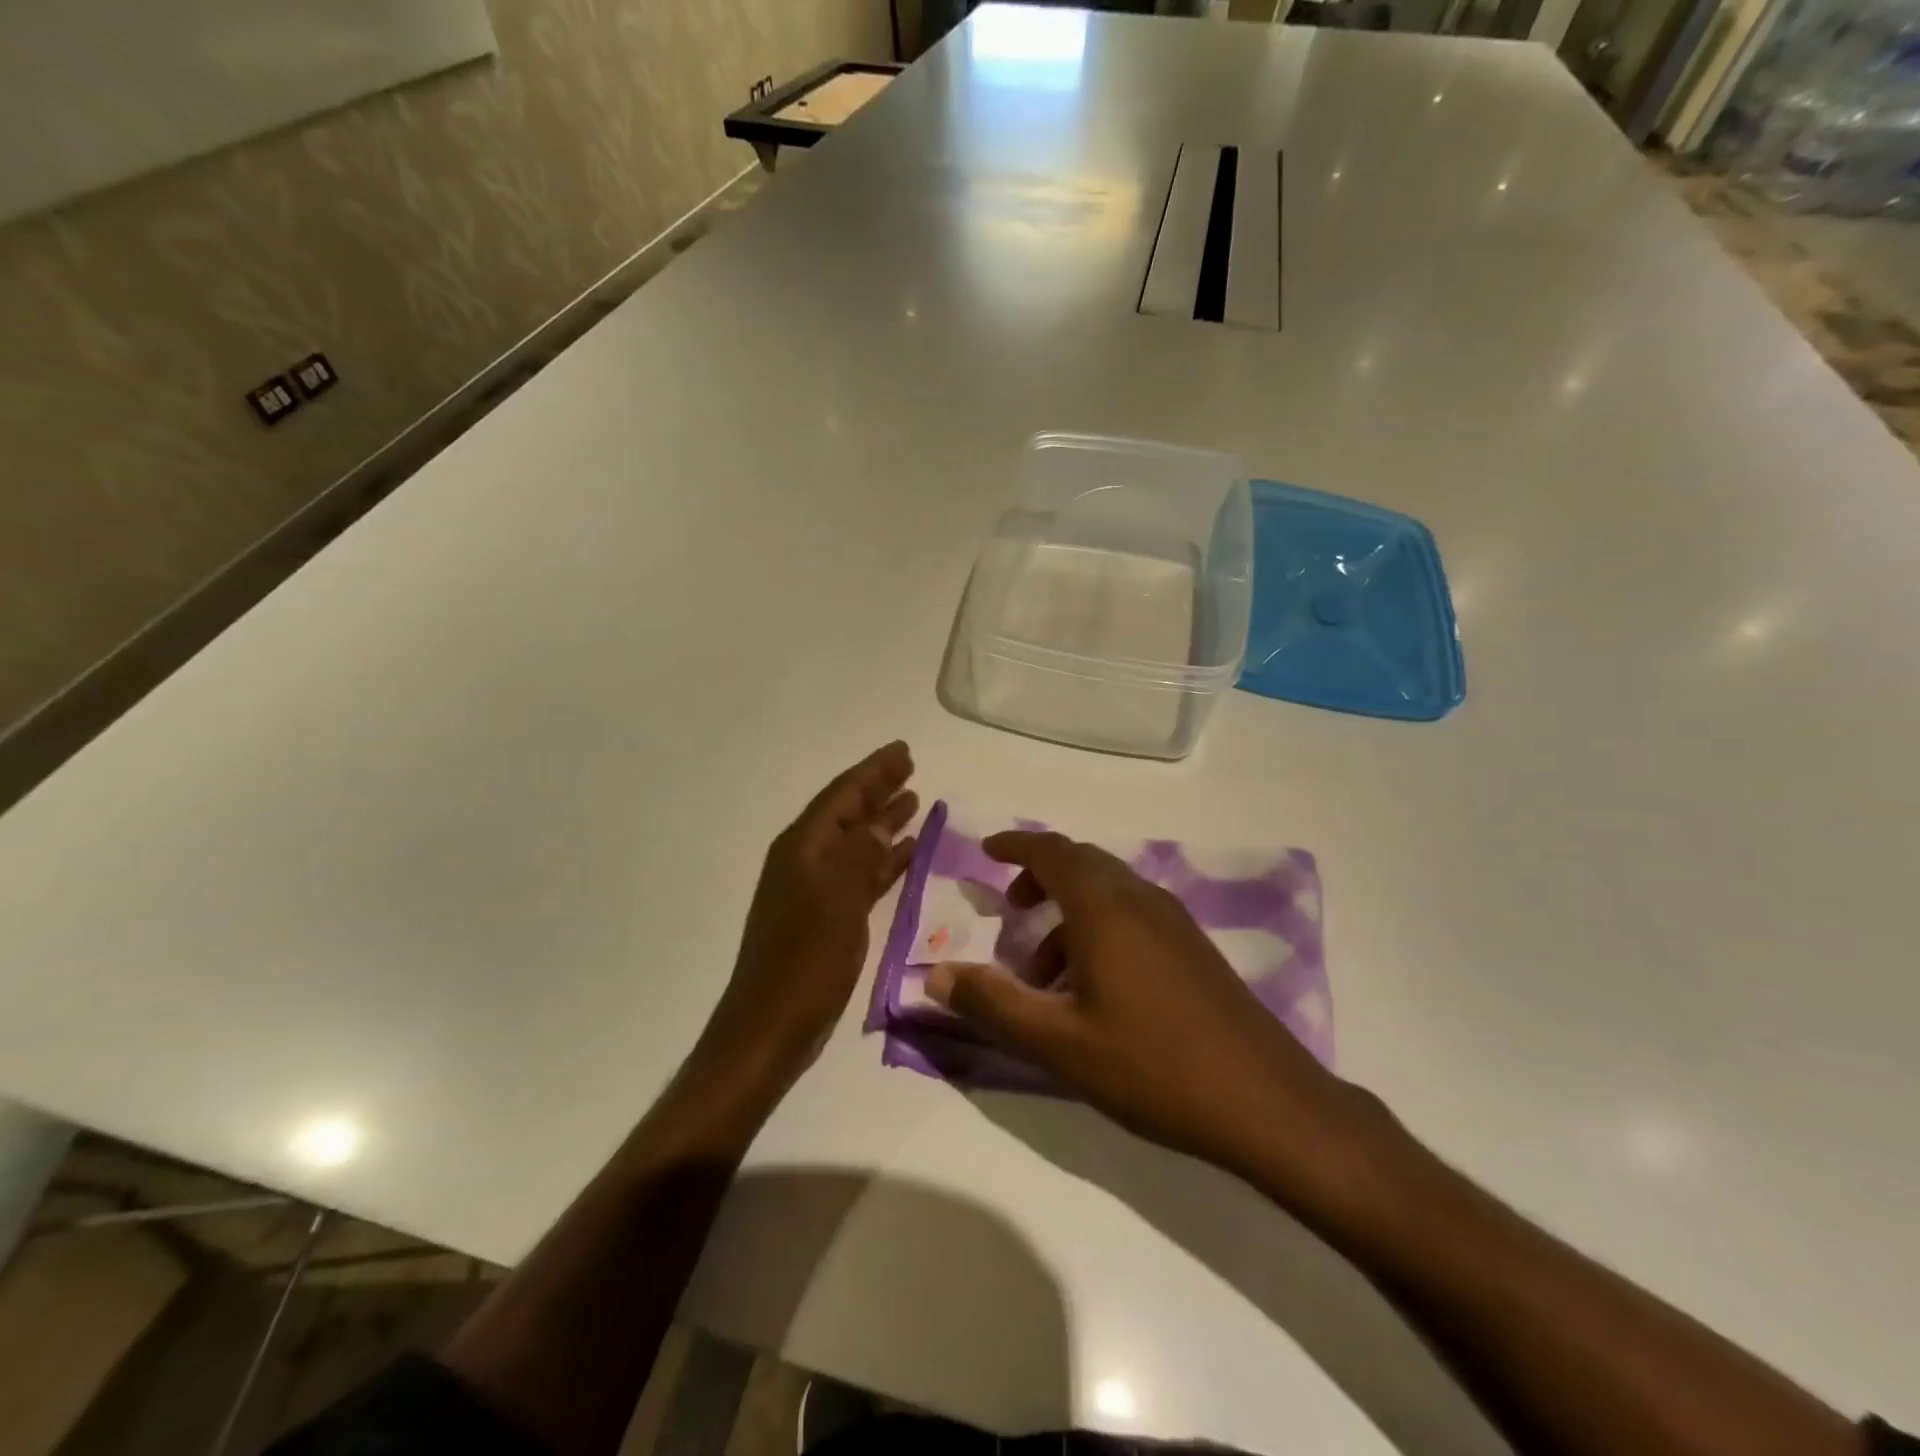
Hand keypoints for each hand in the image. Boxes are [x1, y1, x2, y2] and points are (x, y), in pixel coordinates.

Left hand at [702, 742, 917, 1089]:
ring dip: (882, 821)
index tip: (903, 751)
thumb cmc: (804, 962)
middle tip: (910, 767)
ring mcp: (815, 889)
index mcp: (803, 848)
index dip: (873, 771)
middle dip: (878, 789)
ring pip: (856, 842)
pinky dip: (882, 860)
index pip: (842, 795)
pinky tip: (905, 855)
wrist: (771, 1028)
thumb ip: (859, 856)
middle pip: (848, 812)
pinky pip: (860, 874)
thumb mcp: (836, 902)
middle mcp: (806, 860)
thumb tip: (879, 824)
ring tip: (913, 801)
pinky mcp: (826, 917)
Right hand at [927, 831, 1354, 1179]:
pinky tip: (1094, 988)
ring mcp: (1175, 922)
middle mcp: (1141, 899)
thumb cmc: (1152, 1065)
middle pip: (1082, 864)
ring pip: (1109, 892)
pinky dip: (1099, 929)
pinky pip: (1133, 915)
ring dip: (1068, 913)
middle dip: (1040, 877)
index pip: (1052, 852)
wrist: (1266, 1102)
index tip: (986, 852)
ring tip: (1043, 971)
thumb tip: (934, 976)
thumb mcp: (1058, 1041)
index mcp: (1105, 907)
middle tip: (1010, 908)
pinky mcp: (1194, 948)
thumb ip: (992, 1003)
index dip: (1016, 846)